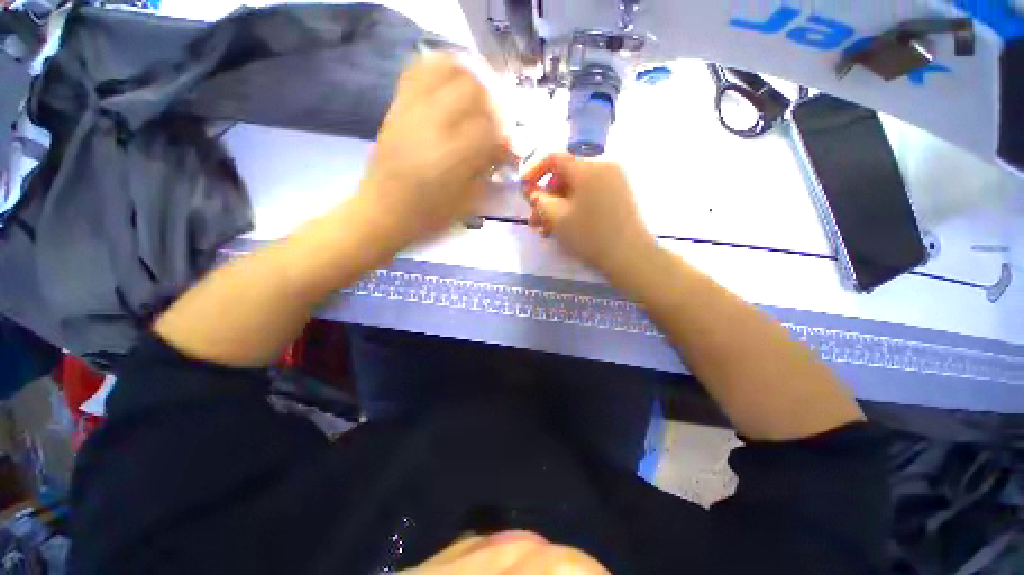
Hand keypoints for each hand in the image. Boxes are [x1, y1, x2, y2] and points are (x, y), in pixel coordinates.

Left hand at [356, 54, 507, 249]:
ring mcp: (413, 109)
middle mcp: (434, 123)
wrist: (383, 210)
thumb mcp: (467, 203)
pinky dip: (439, 70)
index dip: (503, 141)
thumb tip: (500, 151)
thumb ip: (487, 172)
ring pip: (447, 69)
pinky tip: (448, 88)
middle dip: (490, 106)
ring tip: (474, 100)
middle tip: (492, 125)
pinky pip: (419, 70)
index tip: (504, 153)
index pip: (491, 130)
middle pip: (473, 90)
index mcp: (454, 155)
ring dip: (468, 80)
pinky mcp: (398, 105)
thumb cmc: (428, 215)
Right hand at [521, 153, 655, 276]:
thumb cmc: (589, 235)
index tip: (524, 189)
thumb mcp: (557, 217)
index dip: (534, 171)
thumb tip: (532, 192)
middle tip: (535, 221)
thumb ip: (539, 200)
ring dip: (558, 207)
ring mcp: (614, 181)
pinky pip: (590, 195)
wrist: (630, 256)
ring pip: (576, 189)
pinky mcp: (619, 196)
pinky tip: (565, 227)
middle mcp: (602, 167)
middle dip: (546, 198)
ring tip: (546, 230)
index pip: (554, 158)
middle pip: (565, 176)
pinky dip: (574, 207)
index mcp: (587, 168)